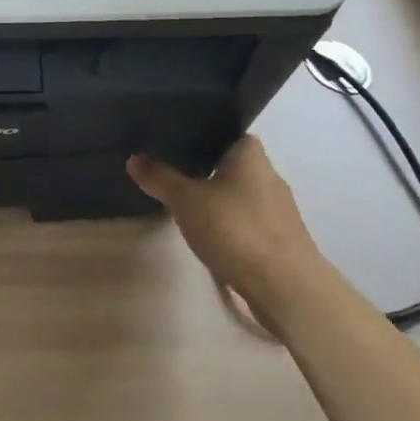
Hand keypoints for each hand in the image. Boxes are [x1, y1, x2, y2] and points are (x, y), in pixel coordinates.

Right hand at [128, 137, 325, 319]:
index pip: (228, 133)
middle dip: (208, 169)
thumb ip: (160, 177)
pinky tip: (212, 236)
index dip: (205, 135)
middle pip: (234, 164)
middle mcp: (270, 175)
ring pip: (242, 195)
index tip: (178, 143)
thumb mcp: (186, 200)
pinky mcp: (283, 240)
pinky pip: (249, 221)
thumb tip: (133, 158)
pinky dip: (232, 225)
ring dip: (220, 200)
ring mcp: (279, 210)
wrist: (286, 287)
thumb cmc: (235, 229)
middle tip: (174, 174)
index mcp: (251, 155)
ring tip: (188, 206)